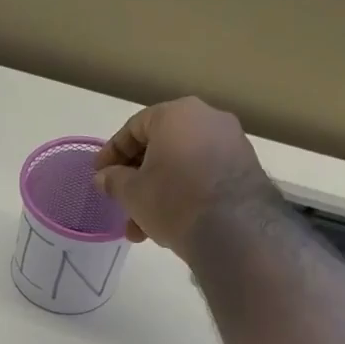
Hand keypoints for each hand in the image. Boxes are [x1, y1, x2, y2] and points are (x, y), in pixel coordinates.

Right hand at [93, 97, 278, 253]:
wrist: (235, 229)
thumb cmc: (174, 200)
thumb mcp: (132, 193)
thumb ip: (114, 181)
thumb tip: (104, 177)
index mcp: (176, 114)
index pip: (134, 128)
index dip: (111, 153)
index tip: (99, 175)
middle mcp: (207, 118)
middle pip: (160, 146)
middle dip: (137, 179)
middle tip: (121, 203)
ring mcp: (231, 142)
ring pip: (182, 164)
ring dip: (158, 192)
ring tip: (142, 228)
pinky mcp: (246, 167)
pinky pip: (203, 175)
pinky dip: (184, 193)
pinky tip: (171, 223)